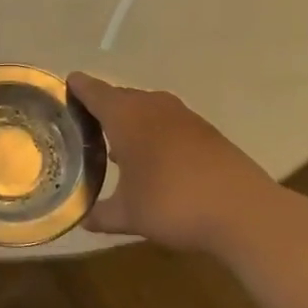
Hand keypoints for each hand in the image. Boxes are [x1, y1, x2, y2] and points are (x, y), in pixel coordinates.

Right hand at [69, 72, 304, 255]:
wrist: (243, 211)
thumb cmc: (173, 204)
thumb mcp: (129, 215)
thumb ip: (101, 213)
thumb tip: (83, 219)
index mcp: (126, 115)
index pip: (93, 90)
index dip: (77, 88)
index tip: (64, 89)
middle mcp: (152, 106)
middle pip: (119, 96)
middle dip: (101, 108)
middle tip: (82, 126)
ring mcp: (183, 116)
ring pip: (146, 109)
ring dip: (130, 121)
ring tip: (113, 144)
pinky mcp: (206, 131)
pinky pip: (168, 122)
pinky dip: (154, 132)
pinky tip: (152, 158)